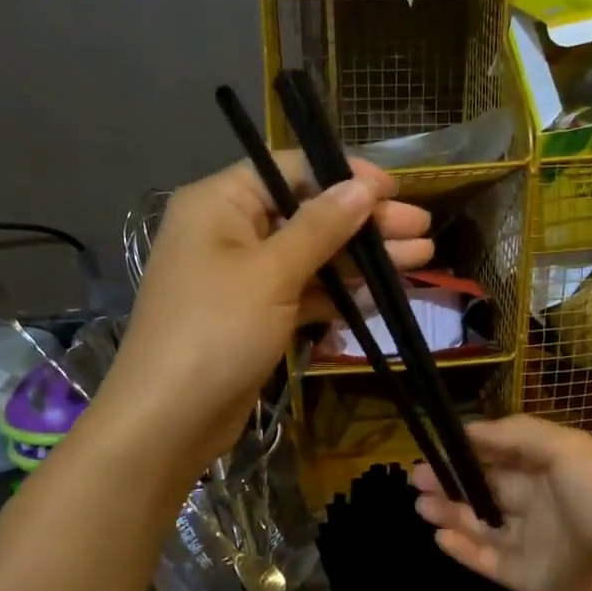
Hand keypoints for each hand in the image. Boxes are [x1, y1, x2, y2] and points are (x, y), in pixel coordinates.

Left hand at [99, 154, 430, 481]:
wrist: (169, 420)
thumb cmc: (216, 331)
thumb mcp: (272, 272)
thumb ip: (321, 227)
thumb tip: (362, 186)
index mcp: (220, 203)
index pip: (291, 170)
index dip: (345, 177)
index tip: (394, 192)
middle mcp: (230, 232)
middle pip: (308, 214)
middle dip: (365, 223)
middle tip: (422, 230)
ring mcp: (245, 278)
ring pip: (313, 257)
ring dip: (363, 259)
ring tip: (421, 258)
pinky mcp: (258, 317)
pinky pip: (305, 293)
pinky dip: (341, 295)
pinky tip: (383, 295)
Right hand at [412, 416, 591, 590]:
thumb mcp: (570, 449)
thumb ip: (520, 434)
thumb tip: (473, 429)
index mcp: (558, 468)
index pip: (508, 451)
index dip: (474, 446)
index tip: (439, 442)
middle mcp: (544, 502)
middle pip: (490, 486)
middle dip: (453, 478)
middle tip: (417, 474)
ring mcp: (536, 542)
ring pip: (483, 523)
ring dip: (451, 511)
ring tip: (418, 502)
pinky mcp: (528, 579)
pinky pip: (488, 560)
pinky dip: (463, 548)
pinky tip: (438, 534)